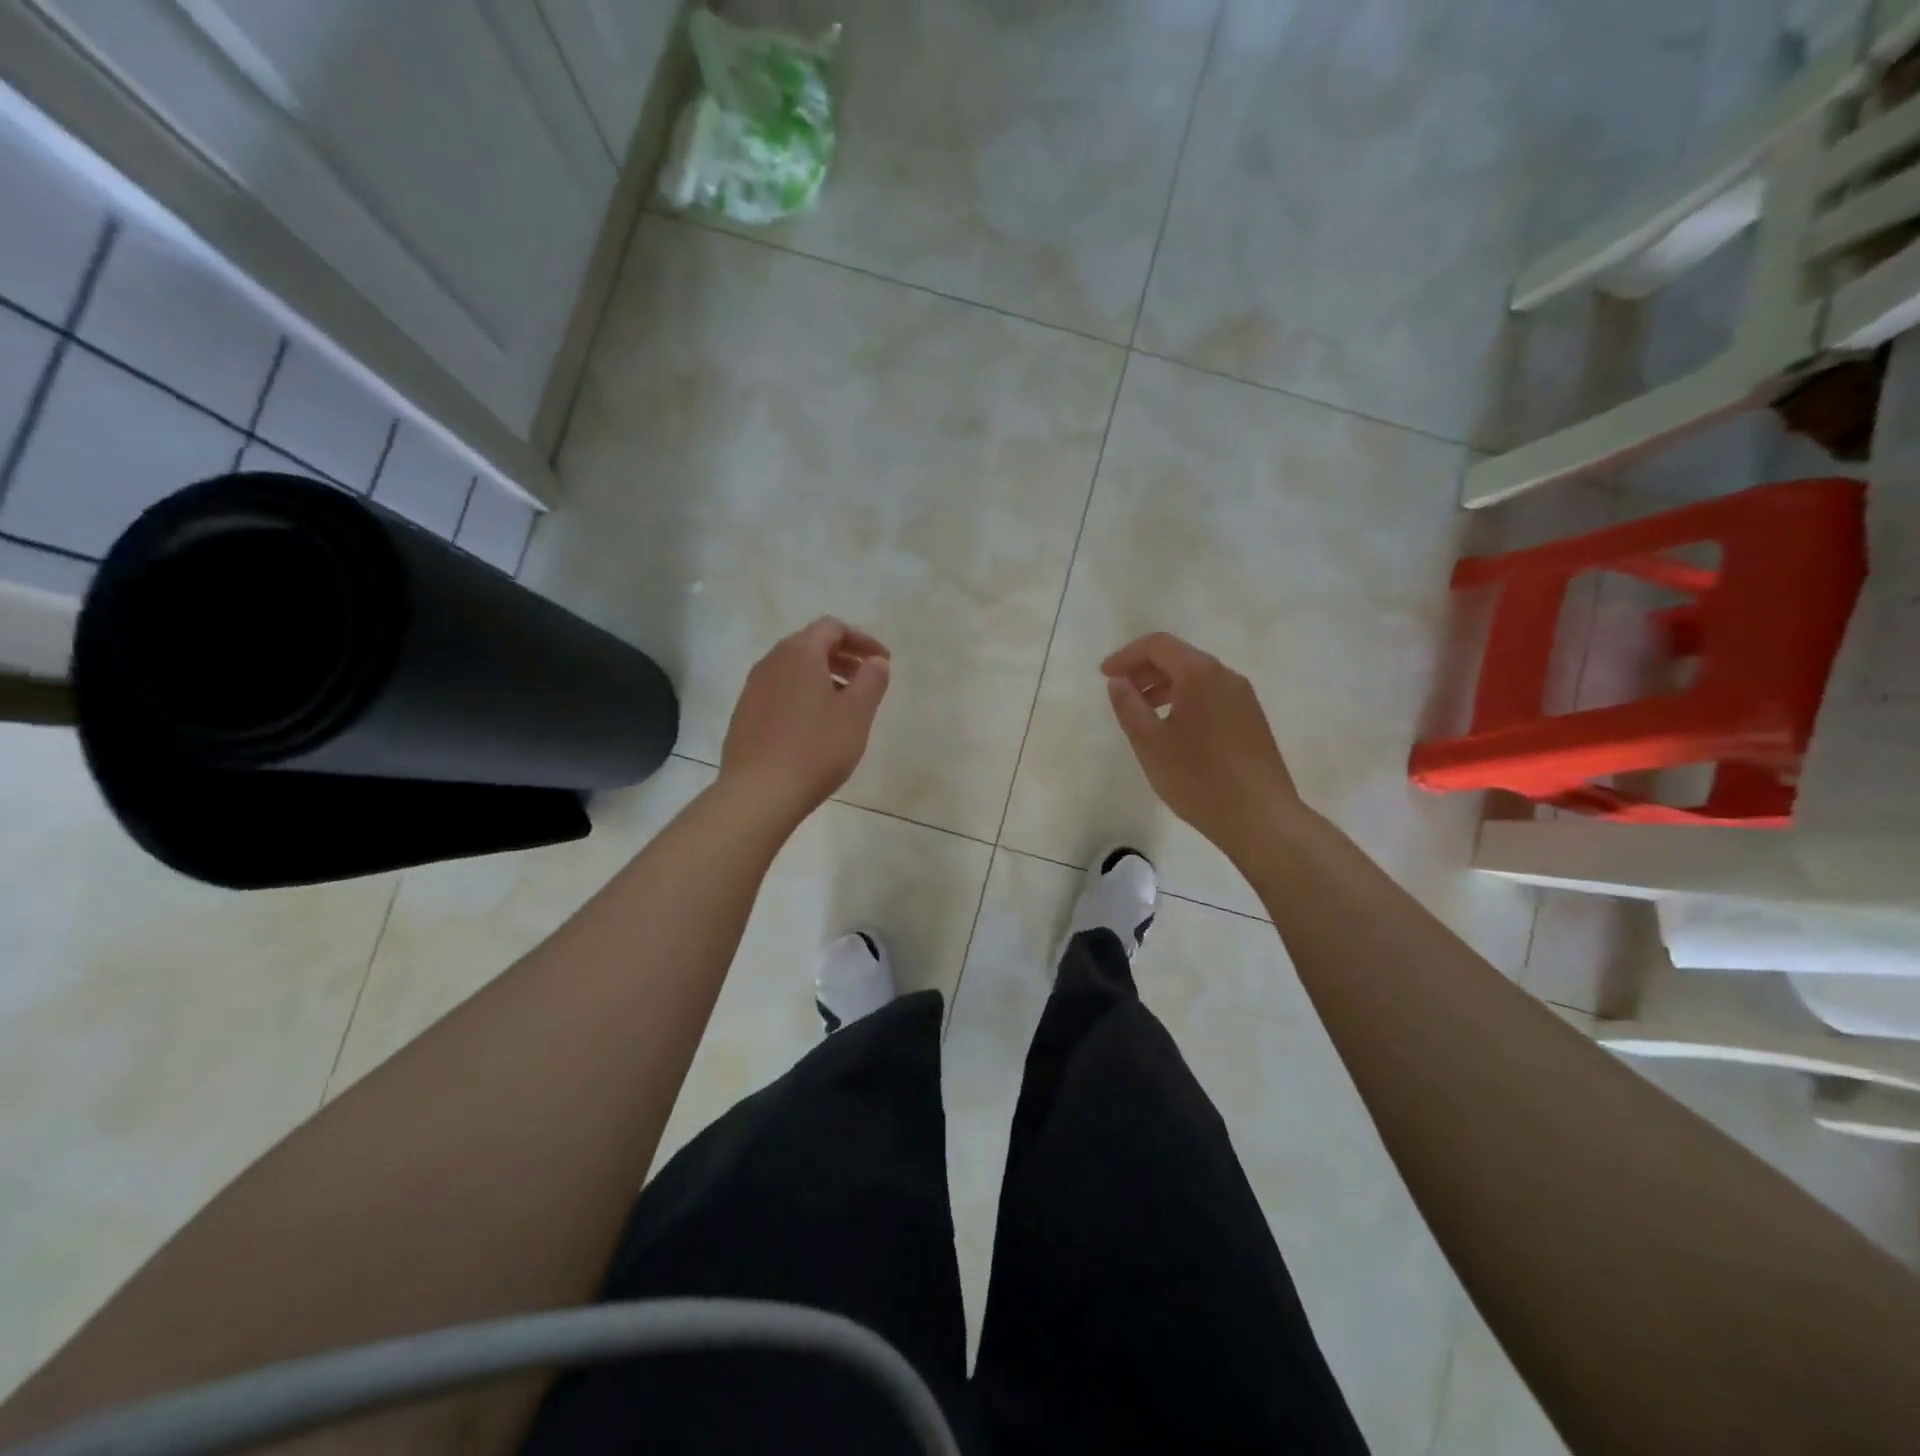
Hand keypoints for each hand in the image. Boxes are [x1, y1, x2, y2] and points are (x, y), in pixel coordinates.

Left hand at [720, 617, 890, 823]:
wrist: (759, 792)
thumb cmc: (816, 747)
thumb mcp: (857, 713)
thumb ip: (872, 679)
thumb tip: (876, 661)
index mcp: (799, 653)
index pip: (832, 628)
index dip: (861, 640)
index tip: (883, 661)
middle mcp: (771, 662)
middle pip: (810, 645)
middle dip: (842, 657)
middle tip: (866, 680)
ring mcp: (752, 688)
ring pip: (793, 670)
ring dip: (822, 678)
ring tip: (844, 705)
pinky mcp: (744, 714)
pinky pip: (779, 692)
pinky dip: (802, 696)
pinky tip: (814, 726)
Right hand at [1103, 632, 1306, 863]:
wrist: (1260, 817)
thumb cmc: (1198, 778)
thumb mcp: (1150, 743)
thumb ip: (1128, 706)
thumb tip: (1118, 681)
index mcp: (1200, 674)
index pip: (1158, 645)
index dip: (1126, 655)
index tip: (1104, 675)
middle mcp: (1226, 676)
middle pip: (1179, 657)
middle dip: (1144, 669)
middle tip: (1119, 692)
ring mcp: (1243, 698)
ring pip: (1196, 677)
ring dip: (1164, 686)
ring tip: (1142, 713)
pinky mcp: (1251, 719)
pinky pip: (1211, 695)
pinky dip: (1185, 699)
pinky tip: (1173, 730)